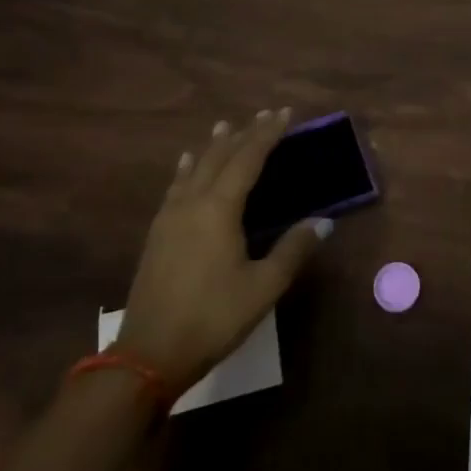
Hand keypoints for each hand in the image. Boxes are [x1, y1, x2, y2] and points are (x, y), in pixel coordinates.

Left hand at [115, 109, 329, 396]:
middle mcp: (193, 203)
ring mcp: (170, 217)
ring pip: (194, 168)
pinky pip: (176, 186)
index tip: (284, 114)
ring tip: (224, 127)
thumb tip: (323, 221)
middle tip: (263, 115)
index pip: (248, 158)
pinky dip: (187, 168)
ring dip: (214, 146)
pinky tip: (186, 164)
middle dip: (243, 134)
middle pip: (220, 157)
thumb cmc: (212, 318)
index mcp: (220, 209)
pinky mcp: (157, 235)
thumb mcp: (263, 287)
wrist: (148, 356)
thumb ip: (293, 249)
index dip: (267, 134)